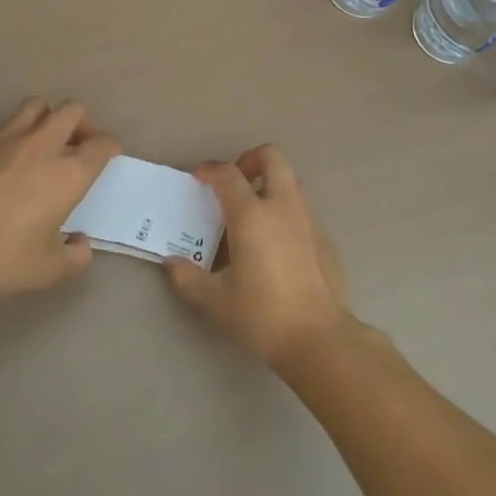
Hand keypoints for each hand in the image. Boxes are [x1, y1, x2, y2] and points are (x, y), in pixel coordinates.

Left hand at [0, 98, 121, 295]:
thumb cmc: (2, 256)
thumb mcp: (48, 270)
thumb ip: (75, 256)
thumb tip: (81, 243)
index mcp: (70, 173)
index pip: (103, 143)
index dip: (109, 147)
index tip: (105, 157)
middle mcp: (44, 145)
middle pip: (73, 110)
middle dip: (82, 122)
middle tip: (76, 144)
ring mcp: (8, 137)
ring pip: (38, 105)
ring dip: (47, 117)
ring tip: (41, 141)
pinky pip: (4, 123)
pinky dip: (14, 133)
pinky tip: (5, 157)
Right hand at [163, 145, 352, 367]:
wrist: (317, 338)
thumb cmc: (262, 314)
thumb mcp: (216, 300)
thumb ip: (189, 278)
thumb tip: (171, 263)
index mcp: (252, 216)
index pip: (228, 174)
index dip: (210, 170)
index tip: (198, 177)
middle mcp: (282, 207)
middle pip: (271, 157)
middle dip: (250, 160)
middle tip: (233, 184)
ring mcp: (307, 220)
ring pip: (289, 180)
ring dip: (268, 184)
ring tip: (250, 214)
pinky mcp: (323, 238)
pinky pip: (300, 208)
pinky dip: (283, 211)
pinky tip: (272, 245)